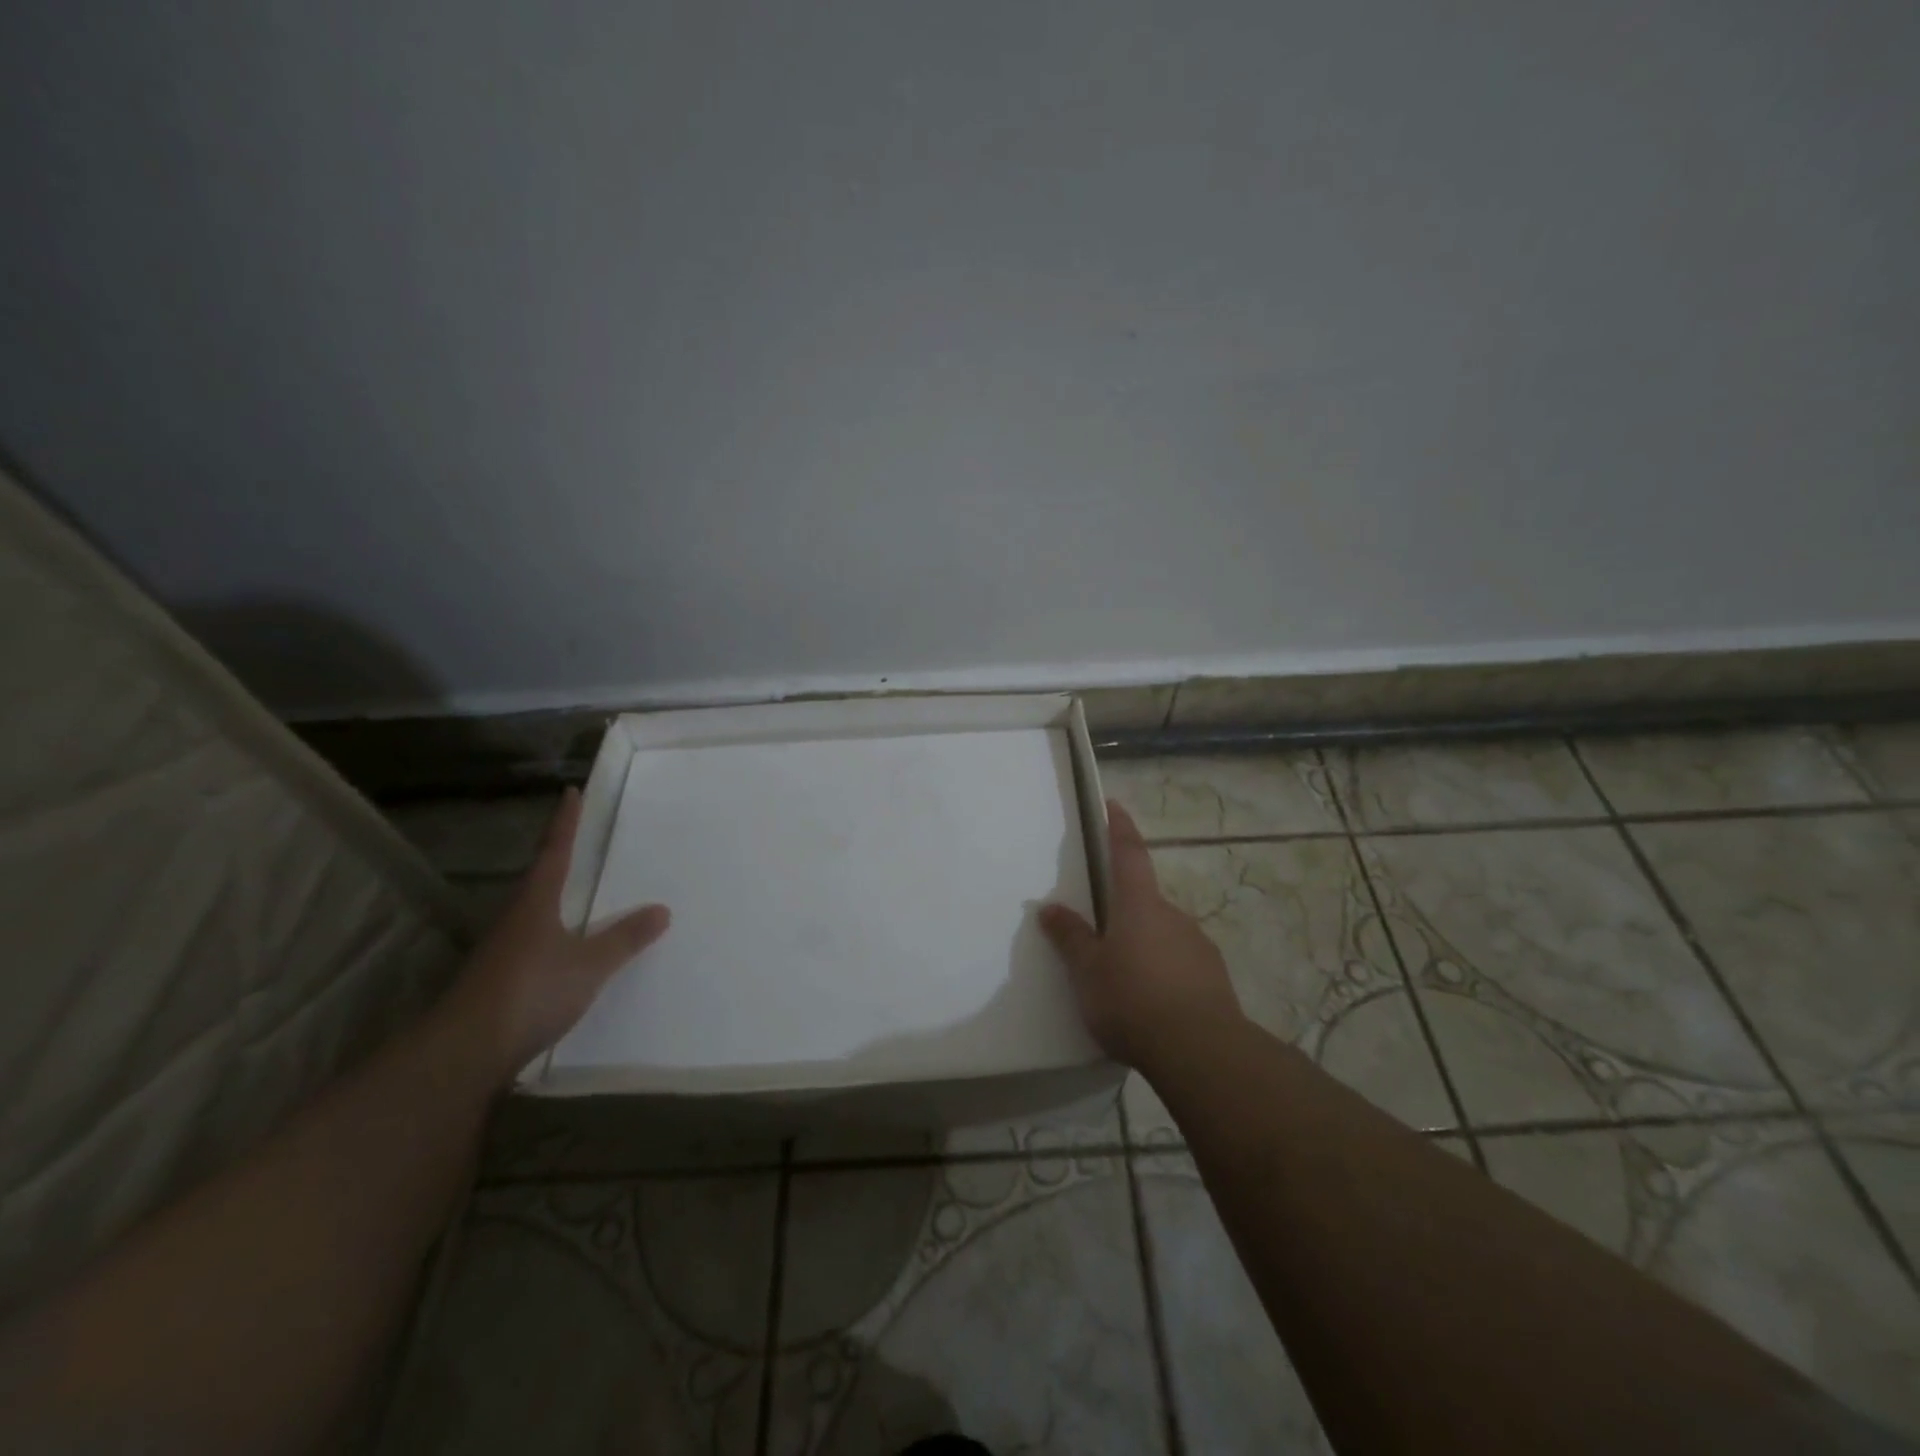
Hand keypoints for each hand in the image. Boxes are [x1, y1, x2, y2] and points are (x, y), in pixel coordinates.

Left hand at [437, 787, 670, 1085]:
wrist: (463, 1053)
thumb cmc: (529, 992)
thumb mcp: (589, 965)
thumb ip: (625, 938)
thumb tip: (662, 909)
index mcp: (535, 903)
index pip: (555, 851)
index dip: (565, 822)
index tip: (571, 792)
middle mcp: (515, 919)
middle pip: (539, 878)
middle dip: (559, 857)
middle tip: (581, 839)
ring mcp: (502, 950)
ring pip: (534, 912)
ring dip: (555, 898)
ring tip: (581, 892)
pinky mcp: (499, 980)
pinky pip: (534, 942)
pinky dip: (554, 934)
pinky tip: (567, 949)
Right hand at [1039, 800, 1243, 1073]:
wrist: (1201, 1051)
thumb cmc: (1132, 1001)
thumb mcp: (1088, 972)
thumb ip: (1070, 938)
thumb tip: (1050, 908)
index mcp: (1139, 905)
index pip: (1129, 853)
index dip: (1120, 827)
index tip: (1114, 805)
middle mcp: (1172, 915)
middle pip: (1144, 900)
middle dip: (1125, 910)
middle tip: (1103, 934)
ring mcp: (1198, 944)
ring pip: (1163, 933)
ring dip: (1144, 944)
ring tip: (1124, 979)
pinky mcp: (1213, 976)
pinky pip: (1180, 961)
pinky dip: (1164, 970)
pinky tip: (1152, 1001)